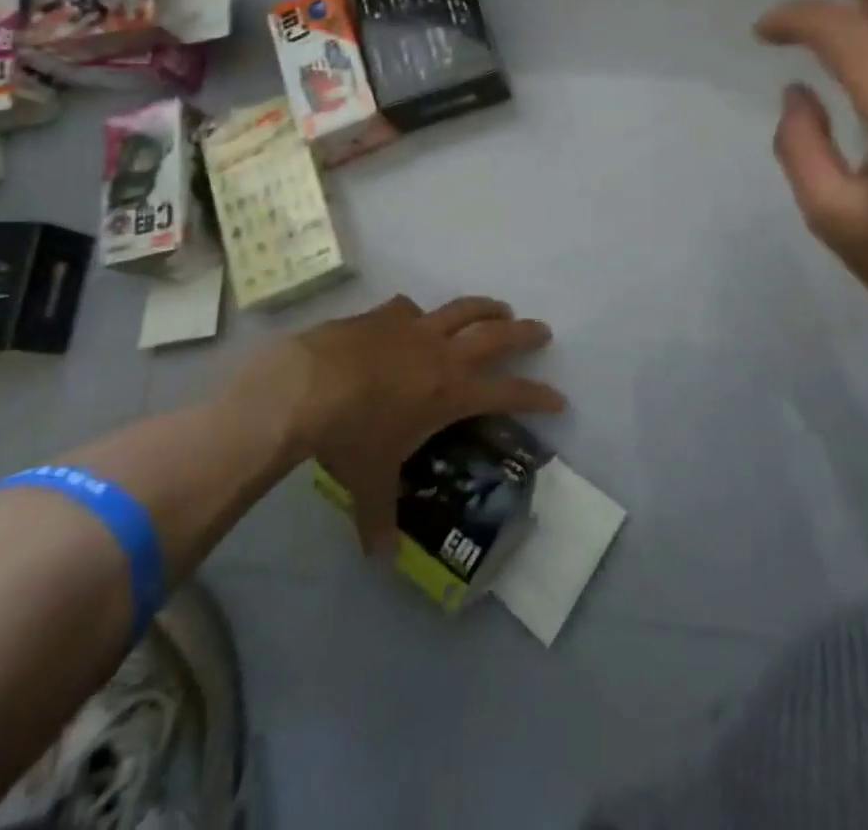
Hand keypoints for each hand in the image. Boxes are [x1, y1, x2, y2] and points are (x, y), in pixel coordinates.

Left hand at [283, 294, 564, 553]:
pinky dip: (417, 314)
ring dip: (485, 307)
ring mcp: (412, 328)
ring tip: (499, 308)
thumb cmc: (350, 435)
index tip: (559, 398)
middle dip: (523, 332)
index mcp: (450, 391)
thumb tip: (381, 560)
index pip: (508, 393)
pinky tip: (412, 317)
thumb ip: (379, 518)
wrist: (307, 384)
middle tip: (542, 330)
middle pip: (495, 334)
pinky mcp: (382, 315)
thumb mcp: (368, 483)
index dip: (537, 395)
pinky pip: (409, 309)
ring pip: (461, 309)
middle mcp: (441, 353)